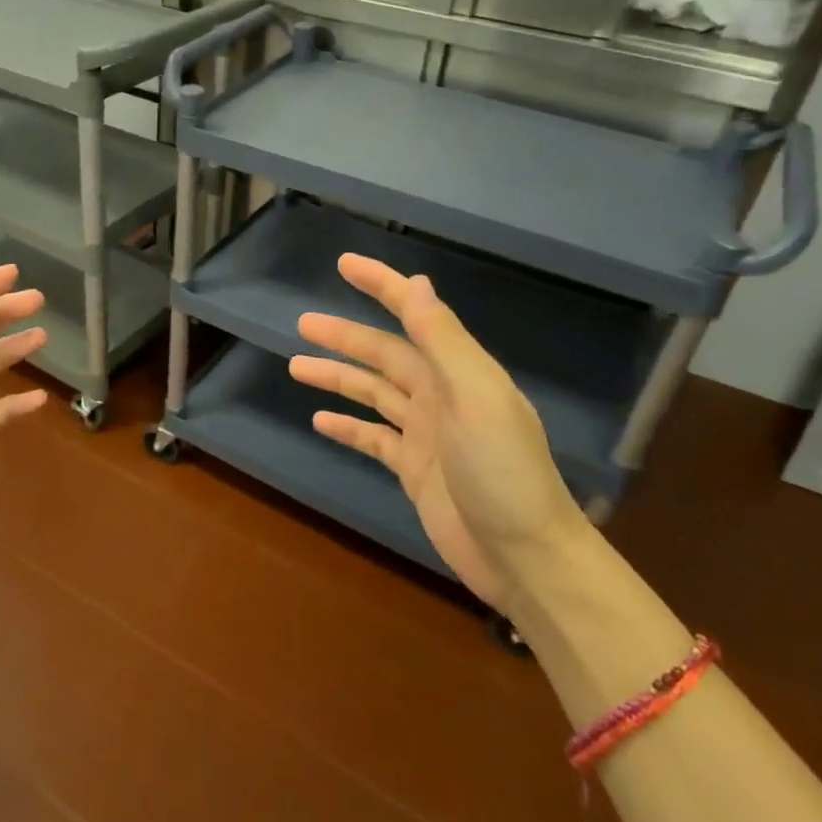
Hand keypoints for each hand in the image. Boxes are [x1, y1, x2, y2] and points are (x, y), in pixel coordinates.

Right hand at [289, 254, 585, 610]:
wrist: (525, 558)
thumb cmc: (502, 471)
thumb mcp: (474, 397)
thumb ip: (443, 340)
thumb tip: (416, 283)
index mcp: (457, 371)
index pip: (414, 314)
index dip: (381, 286)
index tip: (344, 264)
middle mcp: (440, 394)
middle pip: (383, 355)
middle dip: (344, 337)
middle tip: (302, 324)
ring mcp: (426, 433)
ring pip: (373, 393)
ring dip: (337, 378)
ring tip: (296, 366)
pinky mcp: (414, 469)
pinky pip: (373, 437)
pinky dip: (348, 426)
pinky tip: (321, 420)